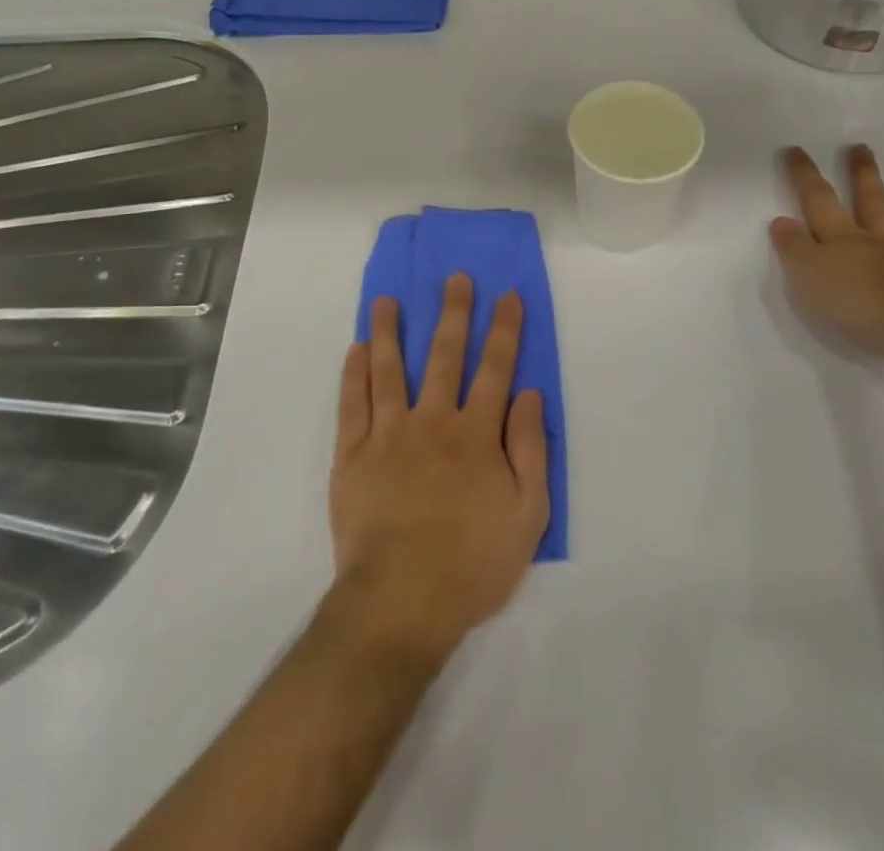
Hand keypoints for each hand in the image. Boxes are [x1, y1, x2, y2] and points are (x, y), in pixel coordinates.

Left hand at [330, 274, 549, 664]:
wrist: (400, 604)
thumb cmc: (472, 563)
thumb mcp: (527, 515)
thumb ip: (530, 450)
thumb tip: (530, 395)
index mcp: (476, 434)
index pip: (495, 368)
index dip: (504, 329)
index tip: (507, 295)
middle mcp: (432, 421)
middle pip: (444, 356)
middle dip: (453, 313)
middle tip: (454, 278)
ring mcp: (388, 435)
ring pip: (389, 370)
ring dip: (389, 331)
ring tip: (386, 299)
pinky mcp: (353, 455)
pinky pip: (353, 404)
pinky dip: (353, 374)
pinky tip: (355, 350)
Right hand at [770, 144, 883, 360]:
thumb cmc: (859, 304)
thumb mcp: (809, 276)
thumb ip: (795, 249)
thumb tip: (781, 221)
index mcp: (843, 240)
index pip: (819, 201)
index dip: (805, 176)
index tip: (796, 150)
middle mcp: (880, 243)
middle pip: (871, 203)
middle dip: (863, 175)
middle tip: (862, 148)